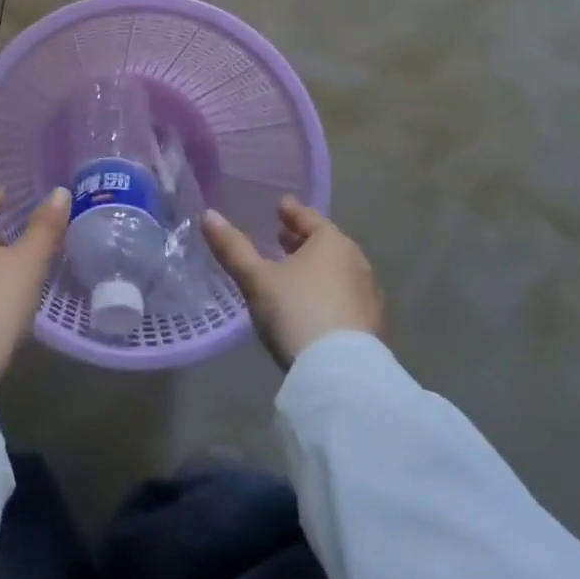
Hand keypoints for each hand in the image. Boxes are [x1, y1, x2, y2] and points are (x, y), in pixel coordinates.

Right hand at [201, 197, 385, 369]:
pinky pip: (344, 295)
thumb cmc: (296, 311)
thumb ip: (233, 247)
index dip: (292, 212)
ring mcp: (368, 295)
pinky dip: (327, 291)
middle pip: (327, 244)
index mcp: (332, 243)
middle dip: (304, 240)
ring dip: (316, 267)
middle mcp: (356, 262)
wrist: (340, 373)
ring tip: (293, 272)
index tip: (281, 206)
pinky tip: (312, 304)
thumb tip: (208, 215)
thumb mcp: (256, 279)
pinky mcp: (371, 324)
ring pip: (338, 270)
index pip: (310, 218)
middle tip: (282, 238)